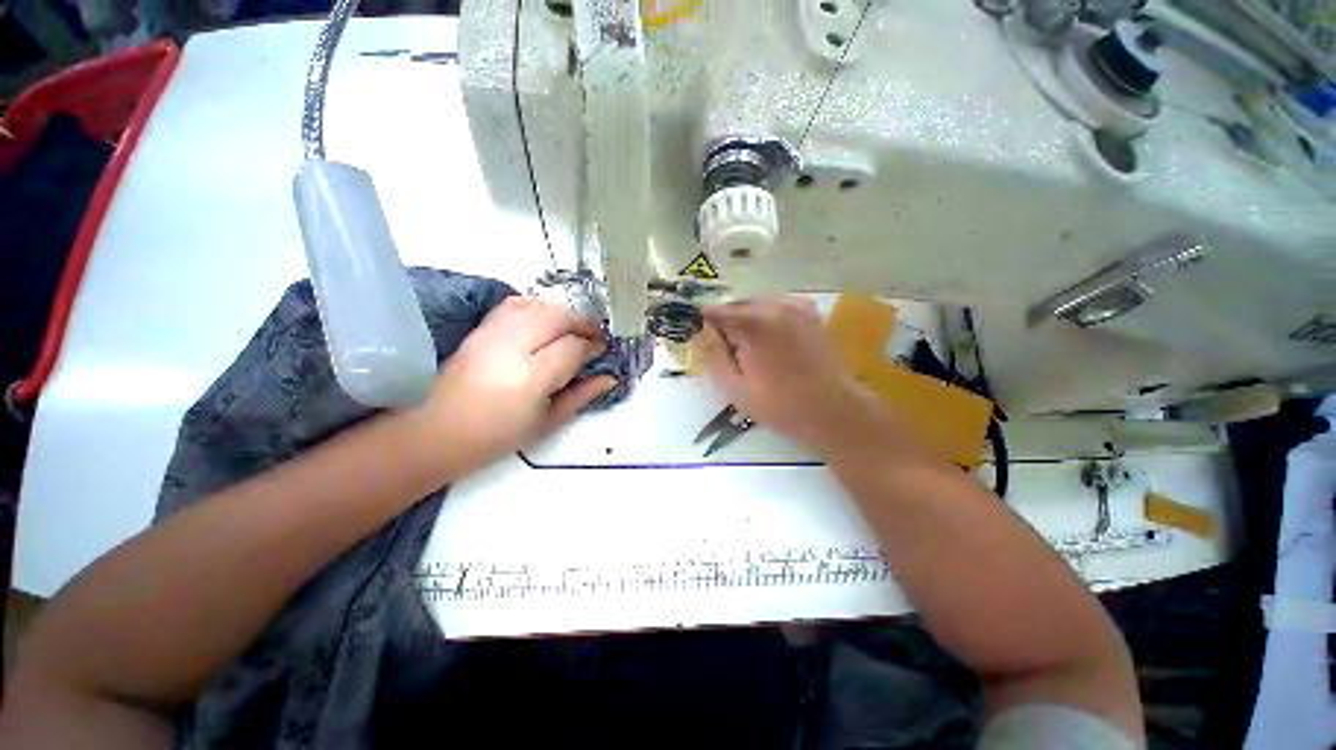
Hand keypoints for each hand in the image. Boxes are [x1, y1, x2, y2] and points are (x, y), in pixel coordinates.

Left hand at [406, 297, 614, 475]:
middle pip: (557, 317)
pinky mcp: (480, 328)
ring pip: (538, 306)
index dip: (593, 345)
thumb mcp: (547, 423)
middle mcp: (512, 347)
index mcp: (531, 377)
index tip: (603, 350)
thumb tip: (610, 378)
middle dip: (583, 322)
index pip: (573, 346)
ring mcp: (492, 334)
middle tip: (595, 336)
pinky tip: (546, 319)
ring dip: (563, 312)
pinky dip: (537, 305)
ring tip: (574, 328)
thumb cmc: (497, 437)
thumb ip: (582, 395)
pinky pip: (515, 304)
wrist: (437, 431)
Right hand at [696, 298, 892, 452]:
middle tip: (722, 351)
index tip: (695, 337)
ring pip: (754, 305)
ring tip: (745, 351)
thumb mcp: (735, 388)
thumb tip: (699, 333)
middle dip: (724, 324)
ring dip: (743, 322)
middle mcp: (776, 305)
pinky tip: (766, 345)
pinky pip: (774, 308)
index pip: (714, 311)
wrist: (834, 411)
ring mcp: (796, 306)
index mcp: (755, 324)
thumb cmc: (782, 405)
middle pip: (735, 305)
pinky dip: (763, 320)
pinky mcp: (809, 313)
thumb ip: (712, 356)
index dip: (700, 323)